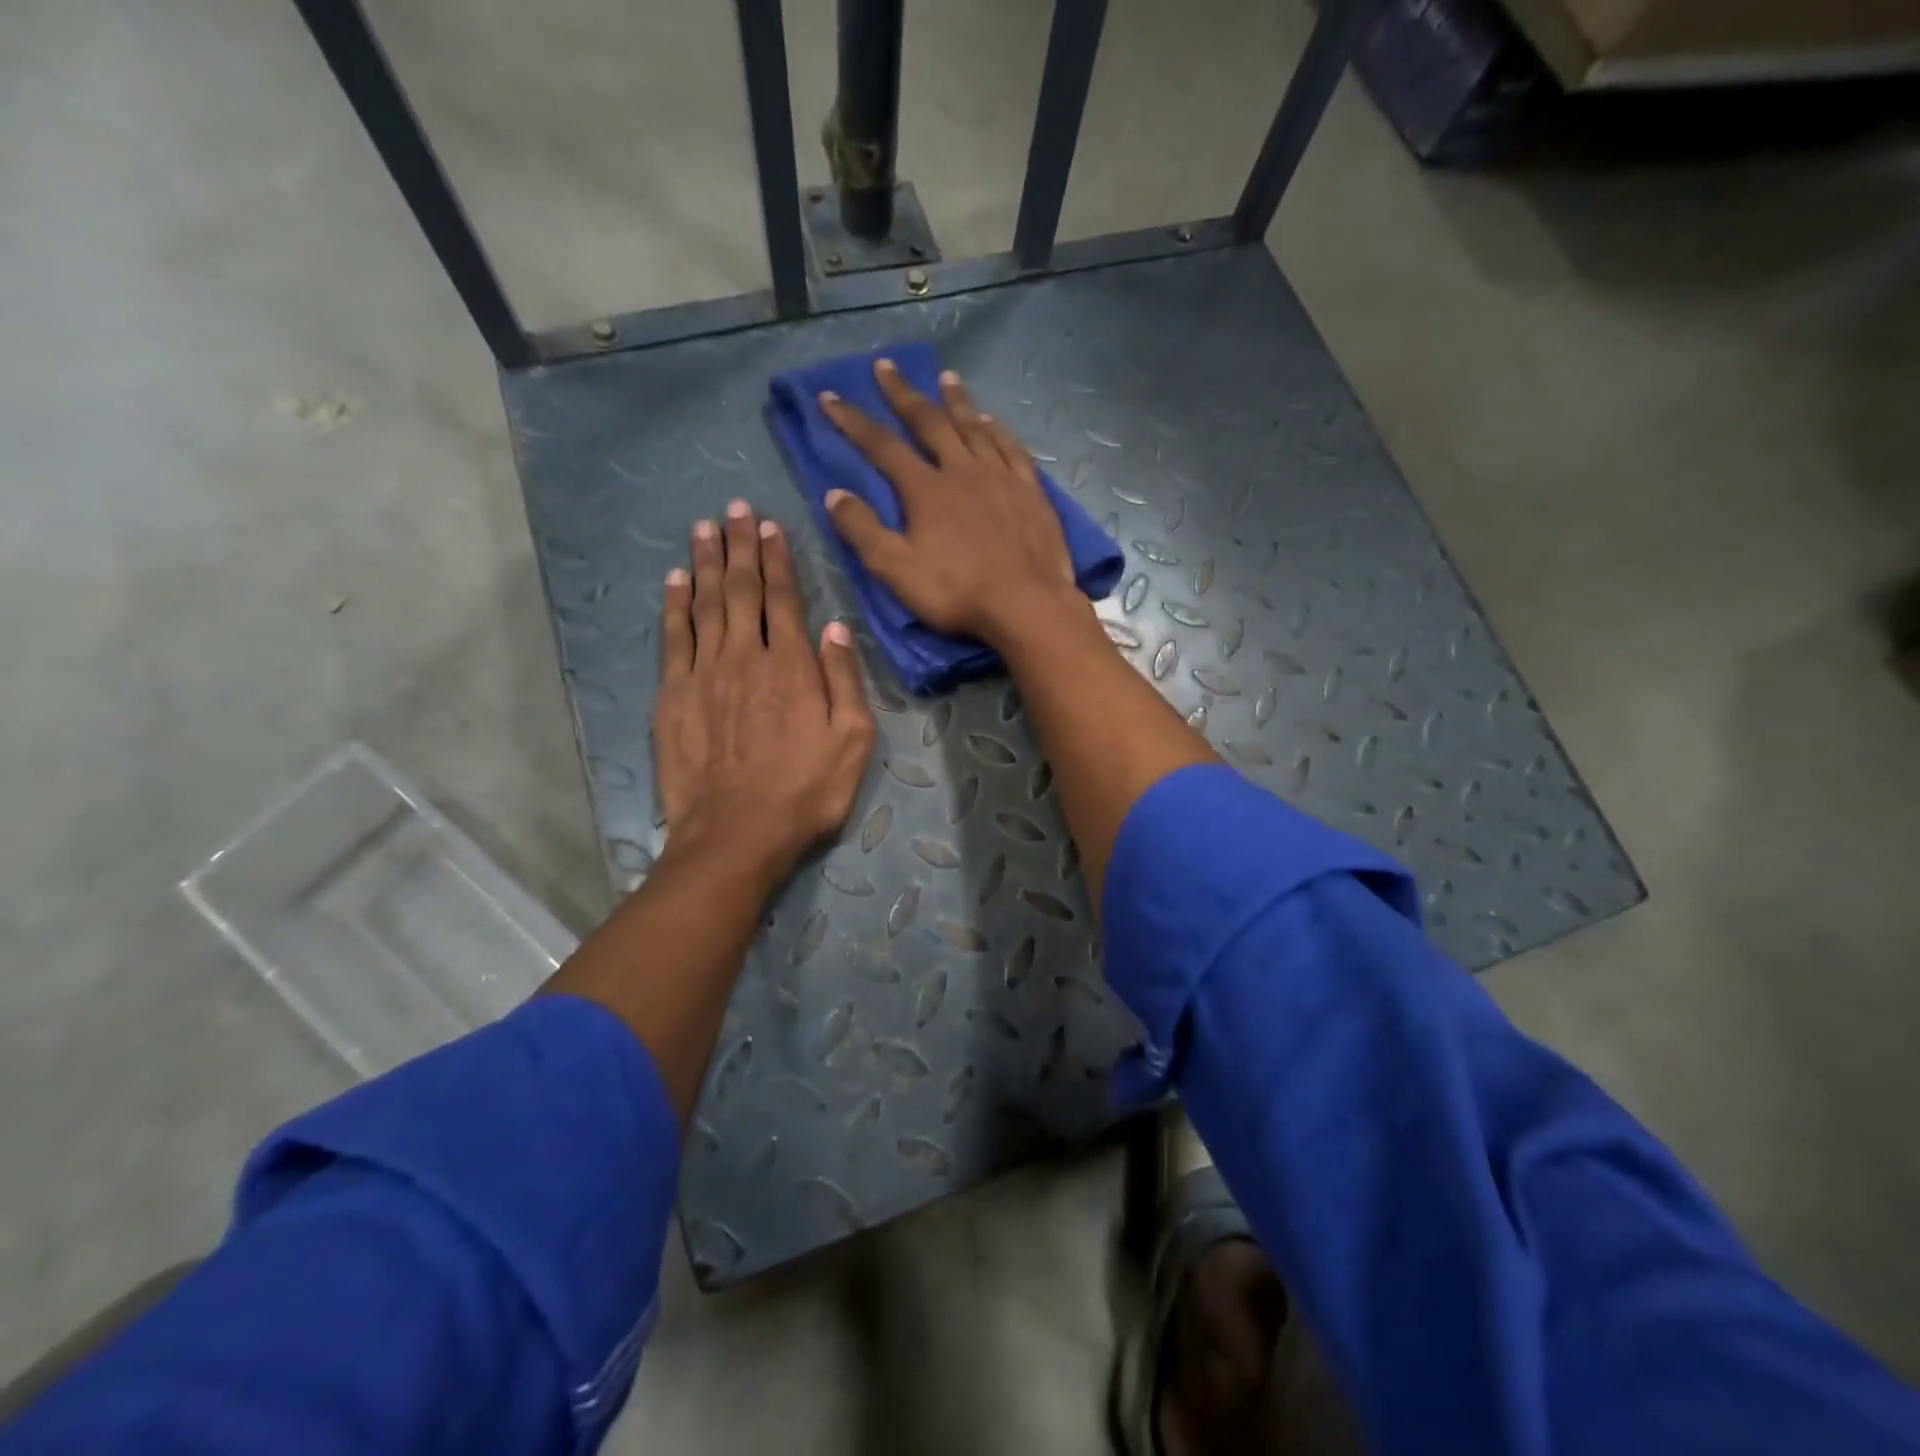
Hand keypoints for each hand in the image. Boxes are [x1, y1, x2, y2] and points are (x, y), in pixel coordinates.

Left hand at [655, 500, 875, 885]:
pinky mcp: (673, 696)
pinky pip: (672, 638)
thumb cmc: (806, 791)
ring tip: (704, 528)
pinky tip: (675, 581)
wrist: (736, 834)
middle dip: (738, 546)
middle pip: (740, 590)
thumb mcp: (853, 741)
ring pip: (704, 605)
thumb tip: (836, 627)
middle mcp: (745, 657)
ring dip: (705, 563)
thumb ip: (845, 680)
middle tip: (733, 509)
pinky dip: (674, 605)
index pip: (782, 598)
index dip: (776, 559)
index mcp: (792, 666)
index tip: (768, 526)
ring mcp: (703, 674)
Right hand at [819, 359, 1077, 646]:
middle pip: (929, 422)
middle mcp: (962, 470)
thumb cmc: (957, 592)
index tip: (830, 396)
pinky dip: (997, 430)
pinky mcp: (1031, 491)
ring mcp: (1001, 477)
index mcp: (926, 489)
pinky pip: (1011, 448)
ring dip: (955, 401)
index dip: (853, 421)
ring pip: (974, 427)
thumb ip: (863, 531)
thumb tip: (834, 494)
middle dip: (903, 394)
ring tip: (945, 377)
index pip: (881, 445)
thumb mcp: (896, 570)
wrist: (1027, 604)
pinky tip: (991, 421)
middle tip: (886, 366)